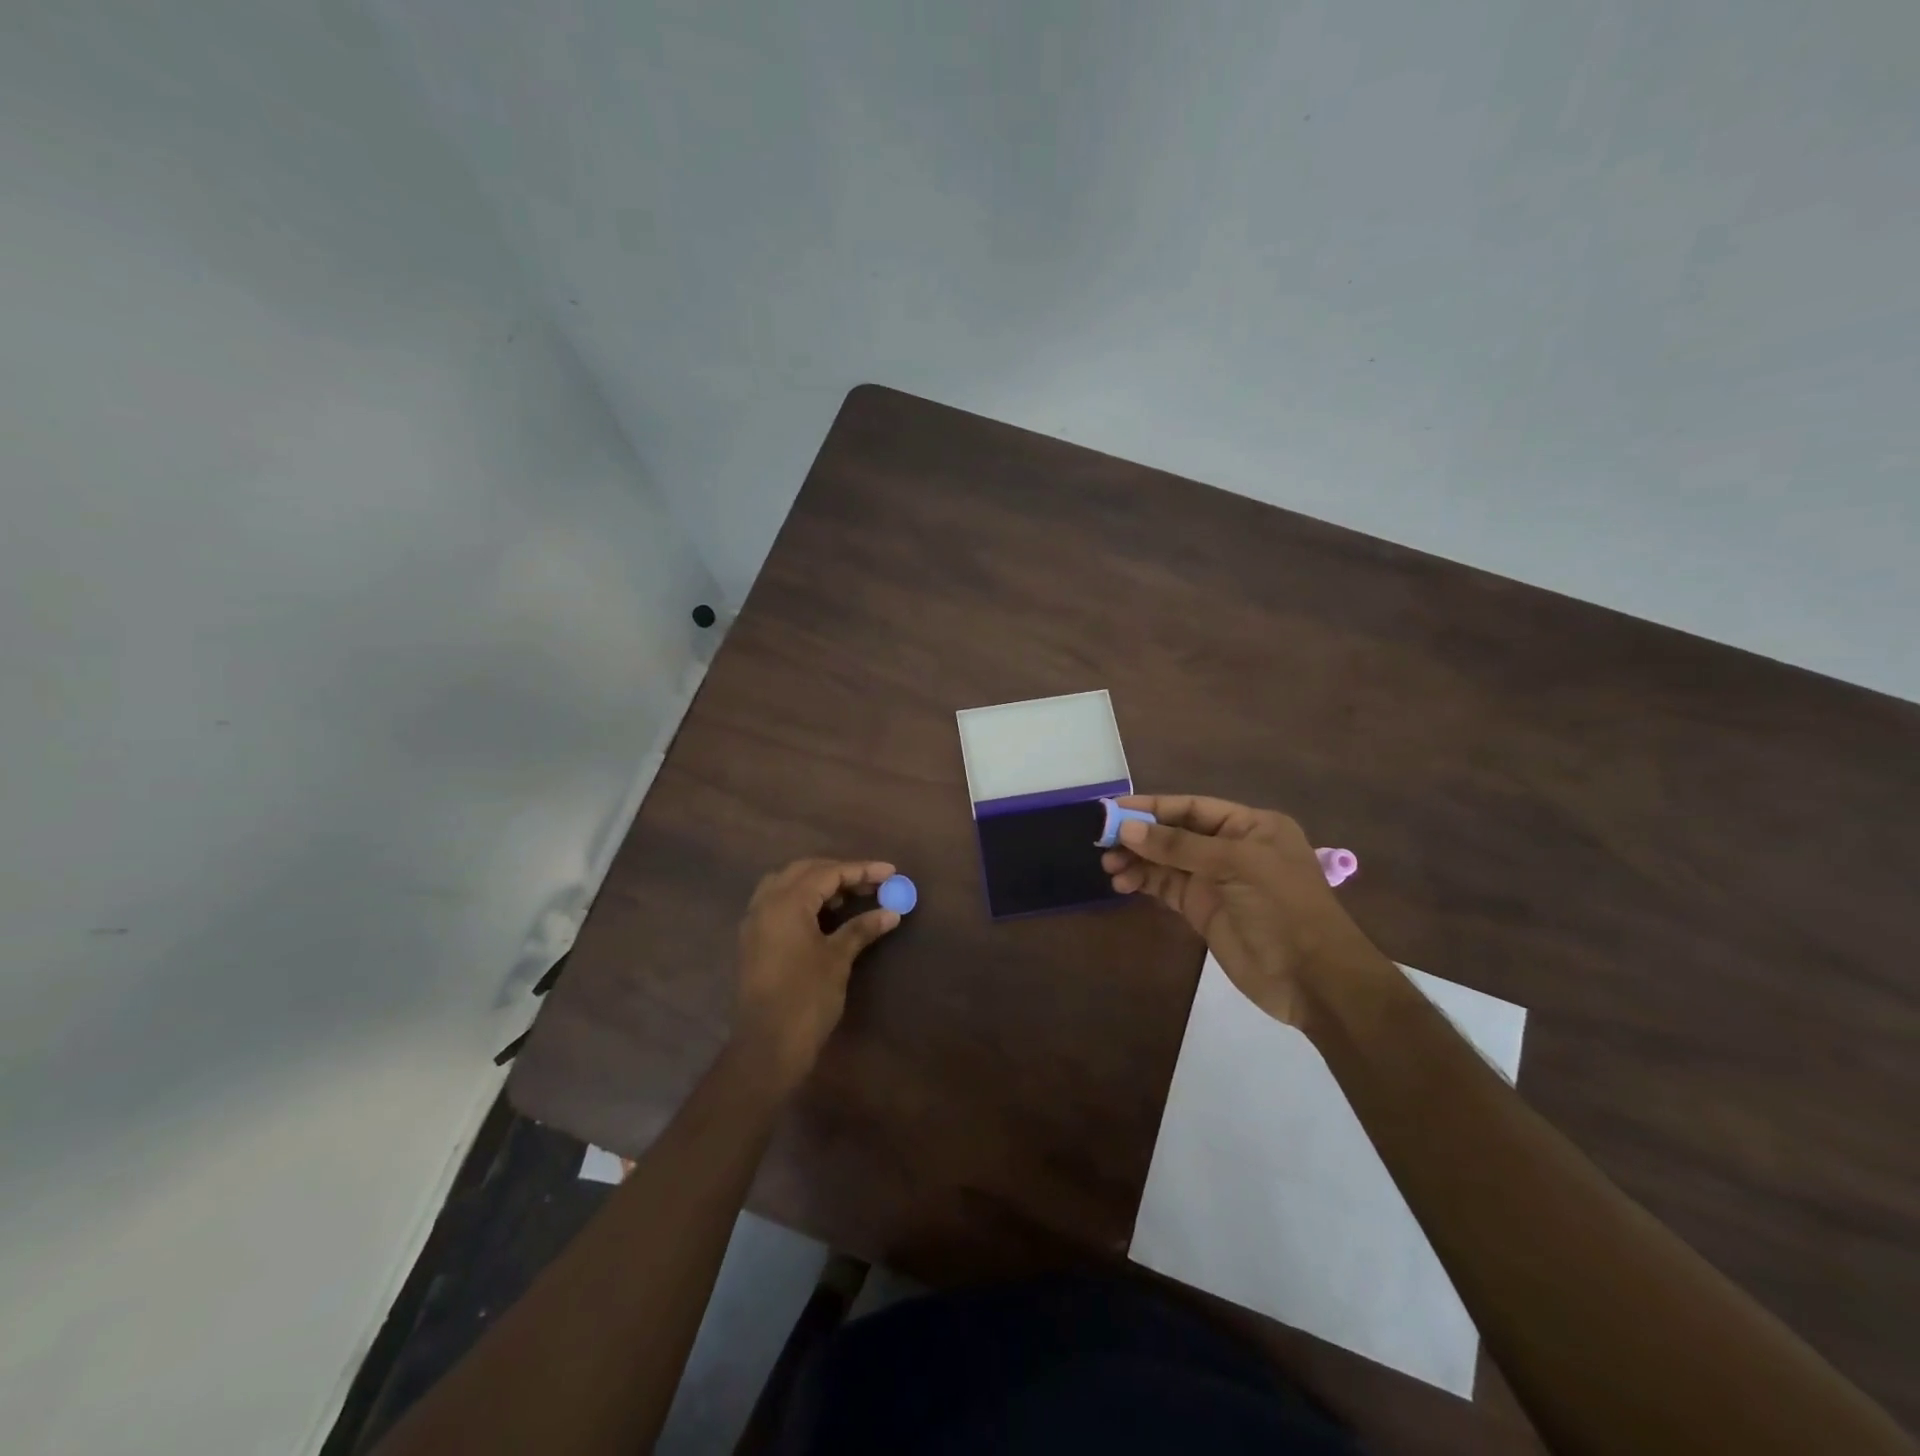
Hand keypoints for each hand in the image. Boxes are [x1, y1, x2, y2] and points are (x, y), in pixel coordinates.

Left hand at [733, 858, 900, 1091]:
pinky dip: (802, 900)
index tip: (890, 871)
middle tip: (871, 882)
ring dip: (818, 884)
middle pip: (805, 871)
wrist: (766, 1046)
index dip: (861, 870)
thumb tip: (891, 912)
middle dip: (839, 872)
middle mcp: (765, 903)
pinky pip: (778, 903)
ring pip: (787, 884)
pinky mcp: (753, 940)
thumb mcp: (838, 959)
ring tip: (849, 896)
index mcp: (786, 902)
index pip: (828, 873)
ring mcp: (754, 921)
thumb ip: (862, 928)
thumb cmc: (806, 998)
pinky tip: (824, 914)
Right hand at [1101, 795, 1378, 1026]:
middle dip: (1140, 836)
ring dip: (1137, 861)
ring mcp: (1216, 880)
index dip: (1153, 807)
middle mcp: (1232, 847)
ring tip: (1110, 868)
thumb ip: (1179, 846)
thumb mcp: (1235, 865)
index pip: (1193, 808)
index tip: (1113, 809)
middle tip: (1103, 842)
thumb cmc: (1283, 908)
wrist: (1314, 980)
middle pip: (1175, 833)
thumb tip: (1127, 829)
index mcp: (1250, 826)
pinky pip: (1167, 887)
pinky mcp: (1203, 909)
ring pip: (1166, 861)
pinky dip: (1144, 882)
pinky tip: (1123, 885)